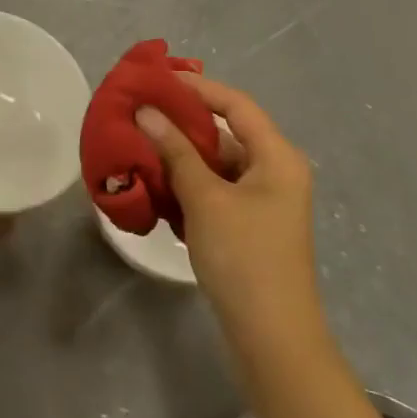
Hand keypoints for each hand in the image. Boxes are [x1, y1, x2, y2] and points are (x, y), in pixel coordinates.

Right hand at [135, 75, 321, 354]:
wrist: (272, 338)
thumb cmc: (244, 258)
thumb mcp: (205, 199)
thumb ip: (176, 151)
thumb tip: (147, 111)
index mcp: (277, 156)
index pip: (236, 105)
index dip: (198, 87)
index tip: (158, 79)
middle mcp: (275, 171)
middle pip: (227, 133)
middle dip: (183, 124)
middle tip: (141, 112)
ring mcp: (264, 201)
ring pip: (218, 164)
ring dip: (181, 156)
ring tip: (139, 145)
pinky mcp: (250, 226)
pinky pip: (216, 191)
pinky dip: (189, 185)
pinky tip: (156, 184)